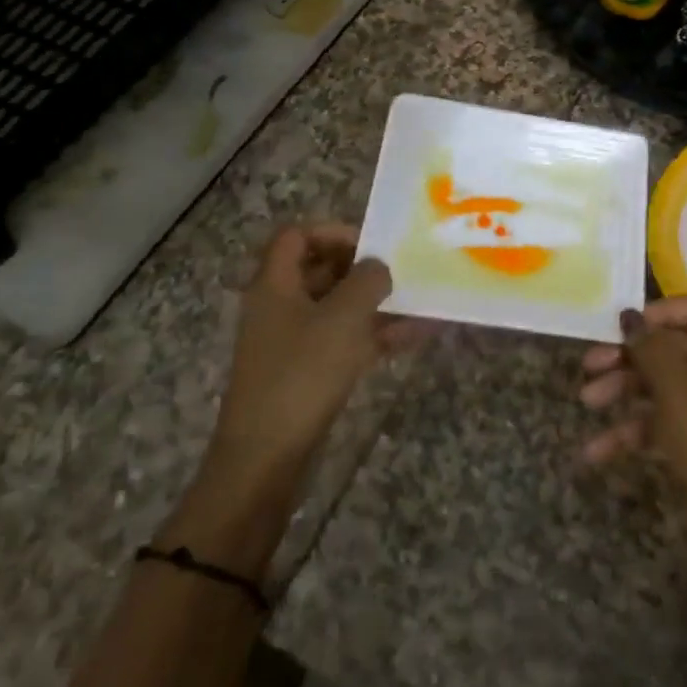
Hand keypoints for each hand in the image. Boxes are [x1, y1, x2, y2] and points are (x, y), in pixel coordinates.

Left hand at [212, 225, 425, 477]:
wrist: (267, 454)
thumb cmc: (303, 373)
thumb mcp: (343, 318)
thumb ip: (368, 281)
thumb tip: (379, 266)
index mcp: (275, 284)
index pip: (297, 236)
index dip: (334, 232)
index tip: (372, 246)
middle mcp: (280, 306)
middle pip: (319, 269)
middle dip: (362, 268)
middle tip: (400, 272)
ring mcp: (293, 341)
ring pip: (337, 307)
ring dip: (375, 303)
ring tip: (419, 301)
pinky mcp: (307, 371)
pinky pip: (344, 339)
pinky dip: (375, 334)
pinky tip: (416, 335)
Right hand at [579, 294, 686, 555]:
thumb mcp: (675, 385)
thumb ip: (648, 345)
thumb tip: (630, 315)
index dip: (659, 312)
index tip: (624, 327)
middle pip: (675, 346)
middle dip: (629, 356)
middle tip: (589, 366)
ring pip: (668, 384)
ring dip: (626, 391)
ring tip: (587, 403)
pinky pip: (671, 420)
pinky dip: (639, 429)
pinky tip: (599, 450)